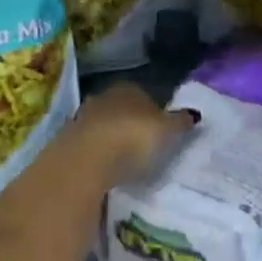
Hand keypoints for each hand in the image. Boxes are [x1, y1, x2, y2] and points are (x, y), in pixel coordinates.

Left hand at [64, 83, 197, 183]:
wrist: (83, 162)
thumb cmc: (132, 138)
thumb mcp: (167, 131)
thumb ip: (180, 122)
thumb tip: (195, 114)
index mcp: (129, 88)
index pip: (145, 95)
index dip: (155, 113)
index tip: (162, 132)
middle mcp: (104, 97)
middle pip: (122, 110)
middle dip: (131, 125)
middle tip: (145, 148)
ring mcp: (82, 119)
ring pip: (104, 128)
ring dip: (112, 141)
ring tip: (126, 164)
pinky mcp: (66, 144)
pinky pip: (89, 148)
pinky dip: (97, 157)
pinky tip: (106, 172)